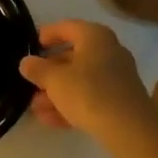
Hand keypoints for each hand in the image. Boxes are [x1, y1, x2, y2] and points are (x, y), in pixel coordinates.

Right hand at [20, 20, 152, 142]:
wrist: (130, 130)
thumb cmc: (89, 93)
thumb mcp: (54, 79)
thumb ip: (37, 69)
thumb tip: (26, 63)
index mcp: (95, 37)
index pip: (67, 27)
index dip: (48, 34)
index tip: (33, 44)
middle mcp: (109, 52)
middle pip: (73, 57)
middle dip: (50, 71)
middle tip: (31, 81)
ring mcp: (117, 78)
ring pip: (81, 81)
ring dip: (57, 92)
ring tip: (35, 107)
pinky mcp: (121, 102)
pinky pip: (91, 98)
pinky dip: (71, 105)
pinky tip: (50, 120)